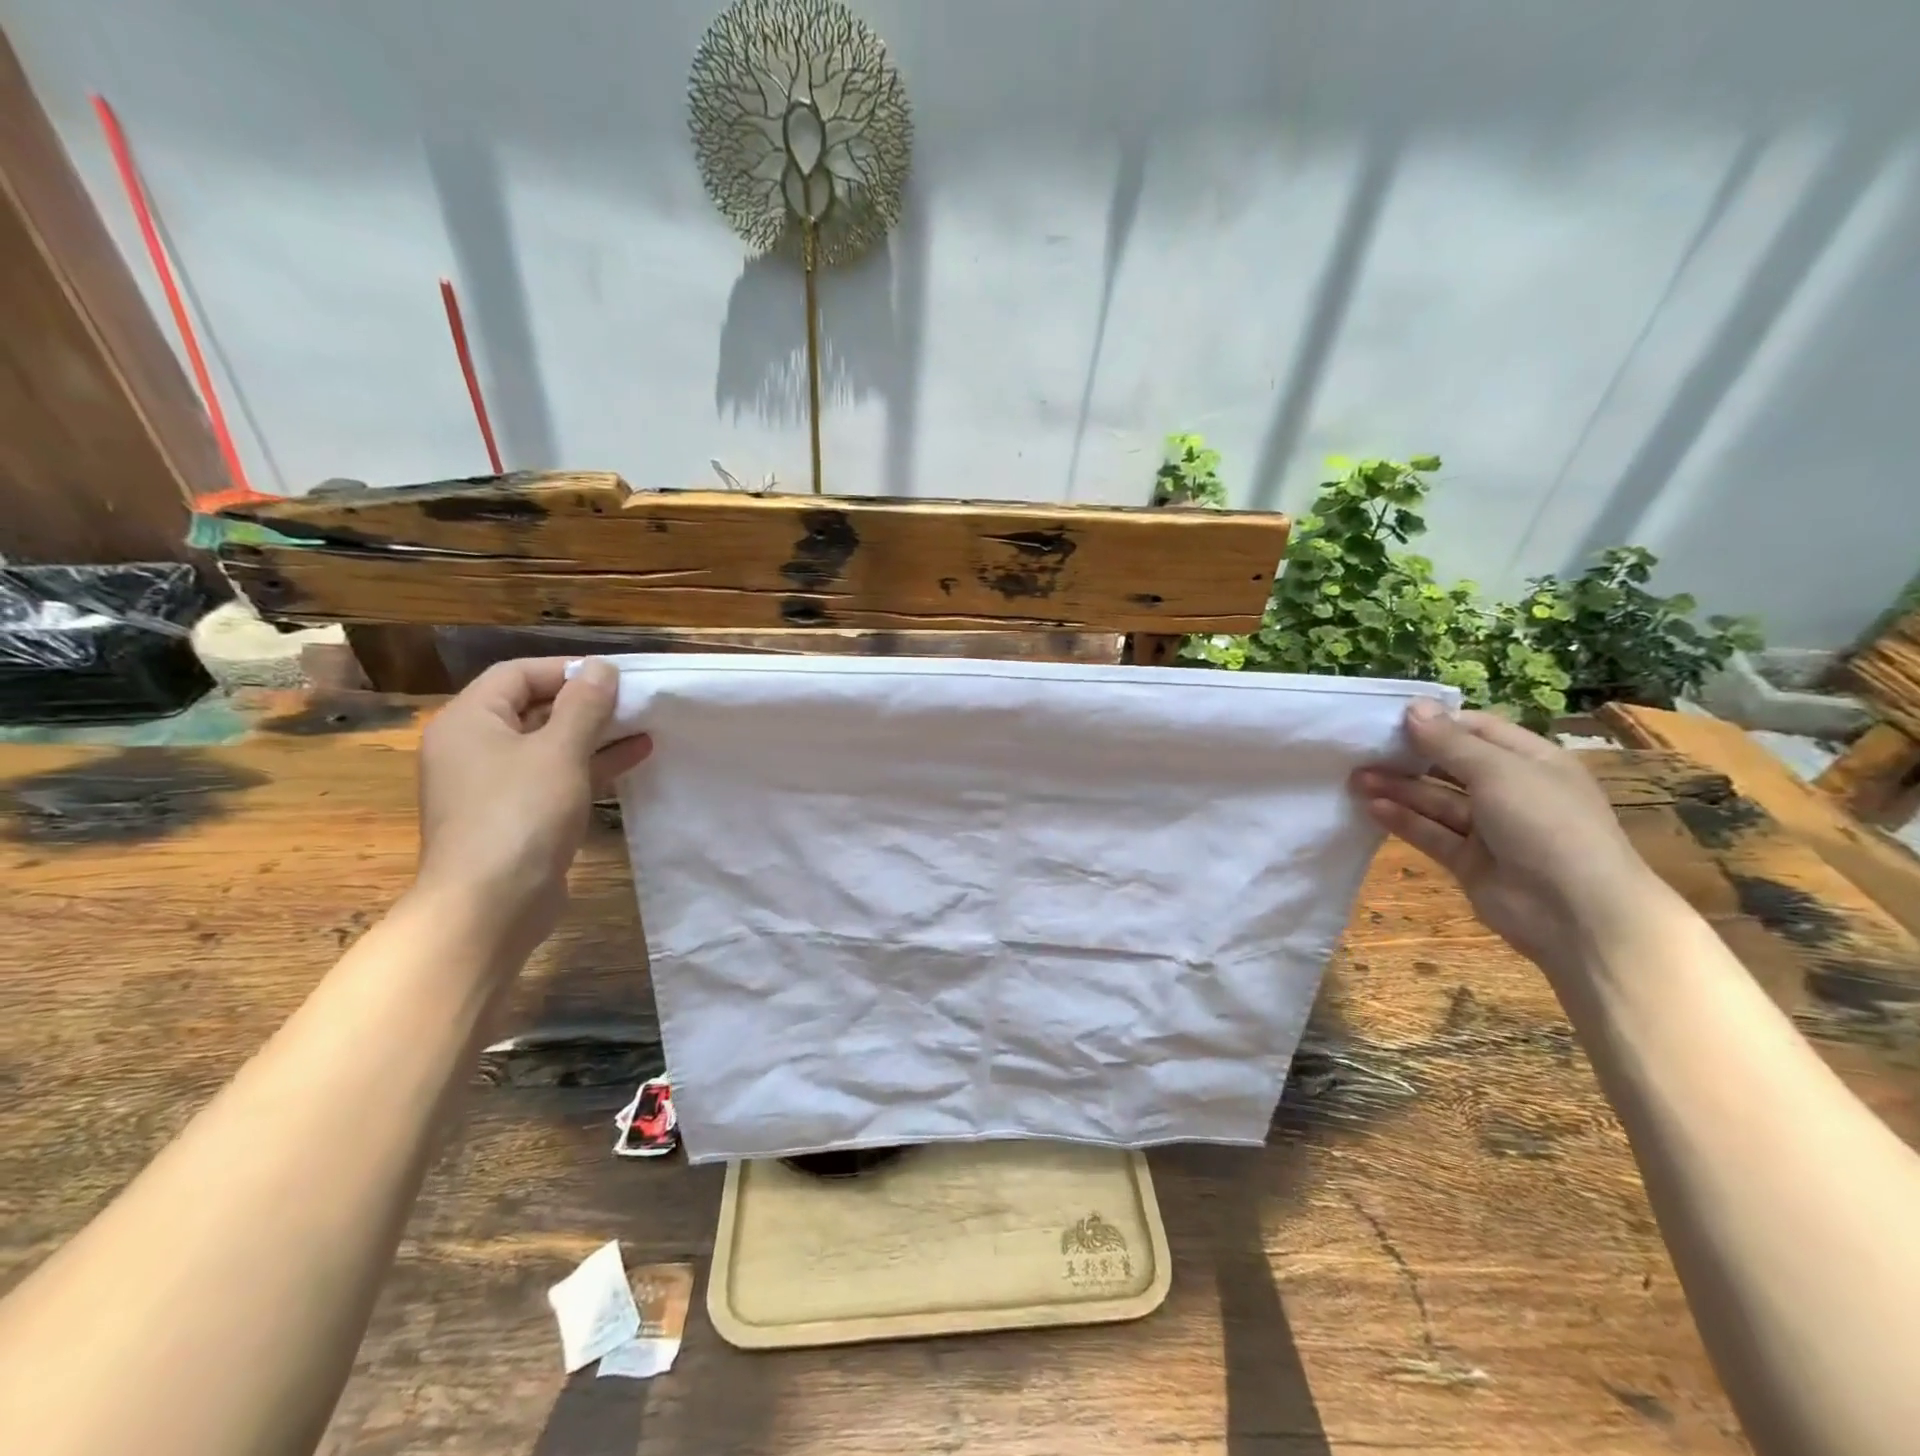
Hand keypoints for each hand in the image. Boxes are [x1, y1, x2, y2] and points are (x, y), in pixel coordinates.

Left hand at [414, 657, 651, 960]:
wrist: (490, 906)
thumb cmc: (520, 815)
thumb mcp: (559, 751)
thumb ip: (584, 704)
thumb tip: (601, 668)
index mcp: (469, 721)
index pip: (517, 674)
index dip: (566, 670)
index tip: (615, 676)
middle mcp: (474, 748)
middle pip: (533, 708)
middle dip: (586, 702)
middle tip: (635, 700)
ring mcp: (494, 786)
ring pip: (549, 745)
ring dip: (595, 734)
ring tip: (644, 724)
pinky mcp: (517, 816)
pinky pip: (556, 777)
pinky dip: (591, 765)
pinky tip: (635, 756)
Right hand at [1351, 703, 1658, 973]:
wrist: (1577, 914)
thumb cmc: (1546, 825)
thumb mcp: (1498, 772)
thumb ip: (1449, 742)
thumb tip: (1413, 707)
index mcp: (1531, 761)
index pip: (1477, 730)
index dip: (1437, 722)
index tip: (1390, 719)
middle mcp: (1511, 791)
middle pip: (1451, 765)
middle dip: (1409, 756)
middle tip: (1362, 749)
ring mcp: (1490, 829)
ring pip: (1435, 800)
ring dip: (1398, 788)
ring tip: (1355, 777)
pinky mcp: (1469, 861)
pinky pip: (1431, 833)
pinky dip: (1403, 820)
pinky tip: (1371, 807)